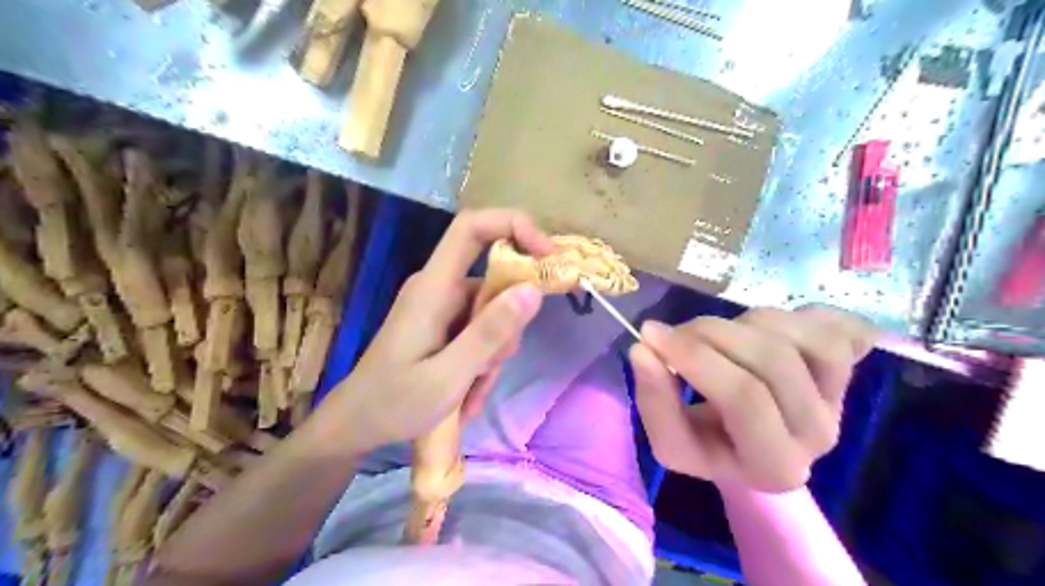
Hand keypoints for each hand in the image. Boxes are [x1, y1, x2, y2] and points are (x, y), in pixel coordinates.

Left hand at [311, 208, 550, 455]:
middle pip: (493, 279)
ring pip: (492, 312)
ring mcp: (440, 307)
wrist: (356, 425)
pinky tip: (467, 394)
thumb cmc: (393, 403)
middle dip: (507, 323)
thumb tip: (532, 289)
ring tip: (471, 391)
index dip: (513, 225)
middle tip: (491, 367)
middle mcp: (438, 287)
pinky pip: (480, 331)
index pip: (472, 227)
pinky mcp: (443, 325)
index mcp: (433, 287)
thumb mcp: (448, 376)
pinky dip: (482, 361)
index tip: (548, 256)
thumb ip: (490, 333)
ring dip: (494, 352)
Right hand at [632, 308, 875, 493]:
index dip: (695, 358)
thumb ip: (654, 400)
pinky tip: (774, 328)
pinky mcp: (855, 370)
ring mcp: (843, 400)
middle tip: (679, 332)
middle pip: (773, 360)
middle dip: (712, 333)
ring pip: (805, 337)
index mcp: (774, 465)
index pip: (744, 398)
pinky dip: (802, 315)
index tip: (651, 335)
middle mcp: (819, 435)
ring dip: (748, 322)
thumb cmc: (709, 443)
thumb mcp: (671, 439)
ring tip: (723, 335)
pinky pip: (839, 327)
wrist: (755, 447)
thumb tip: (643, 349)